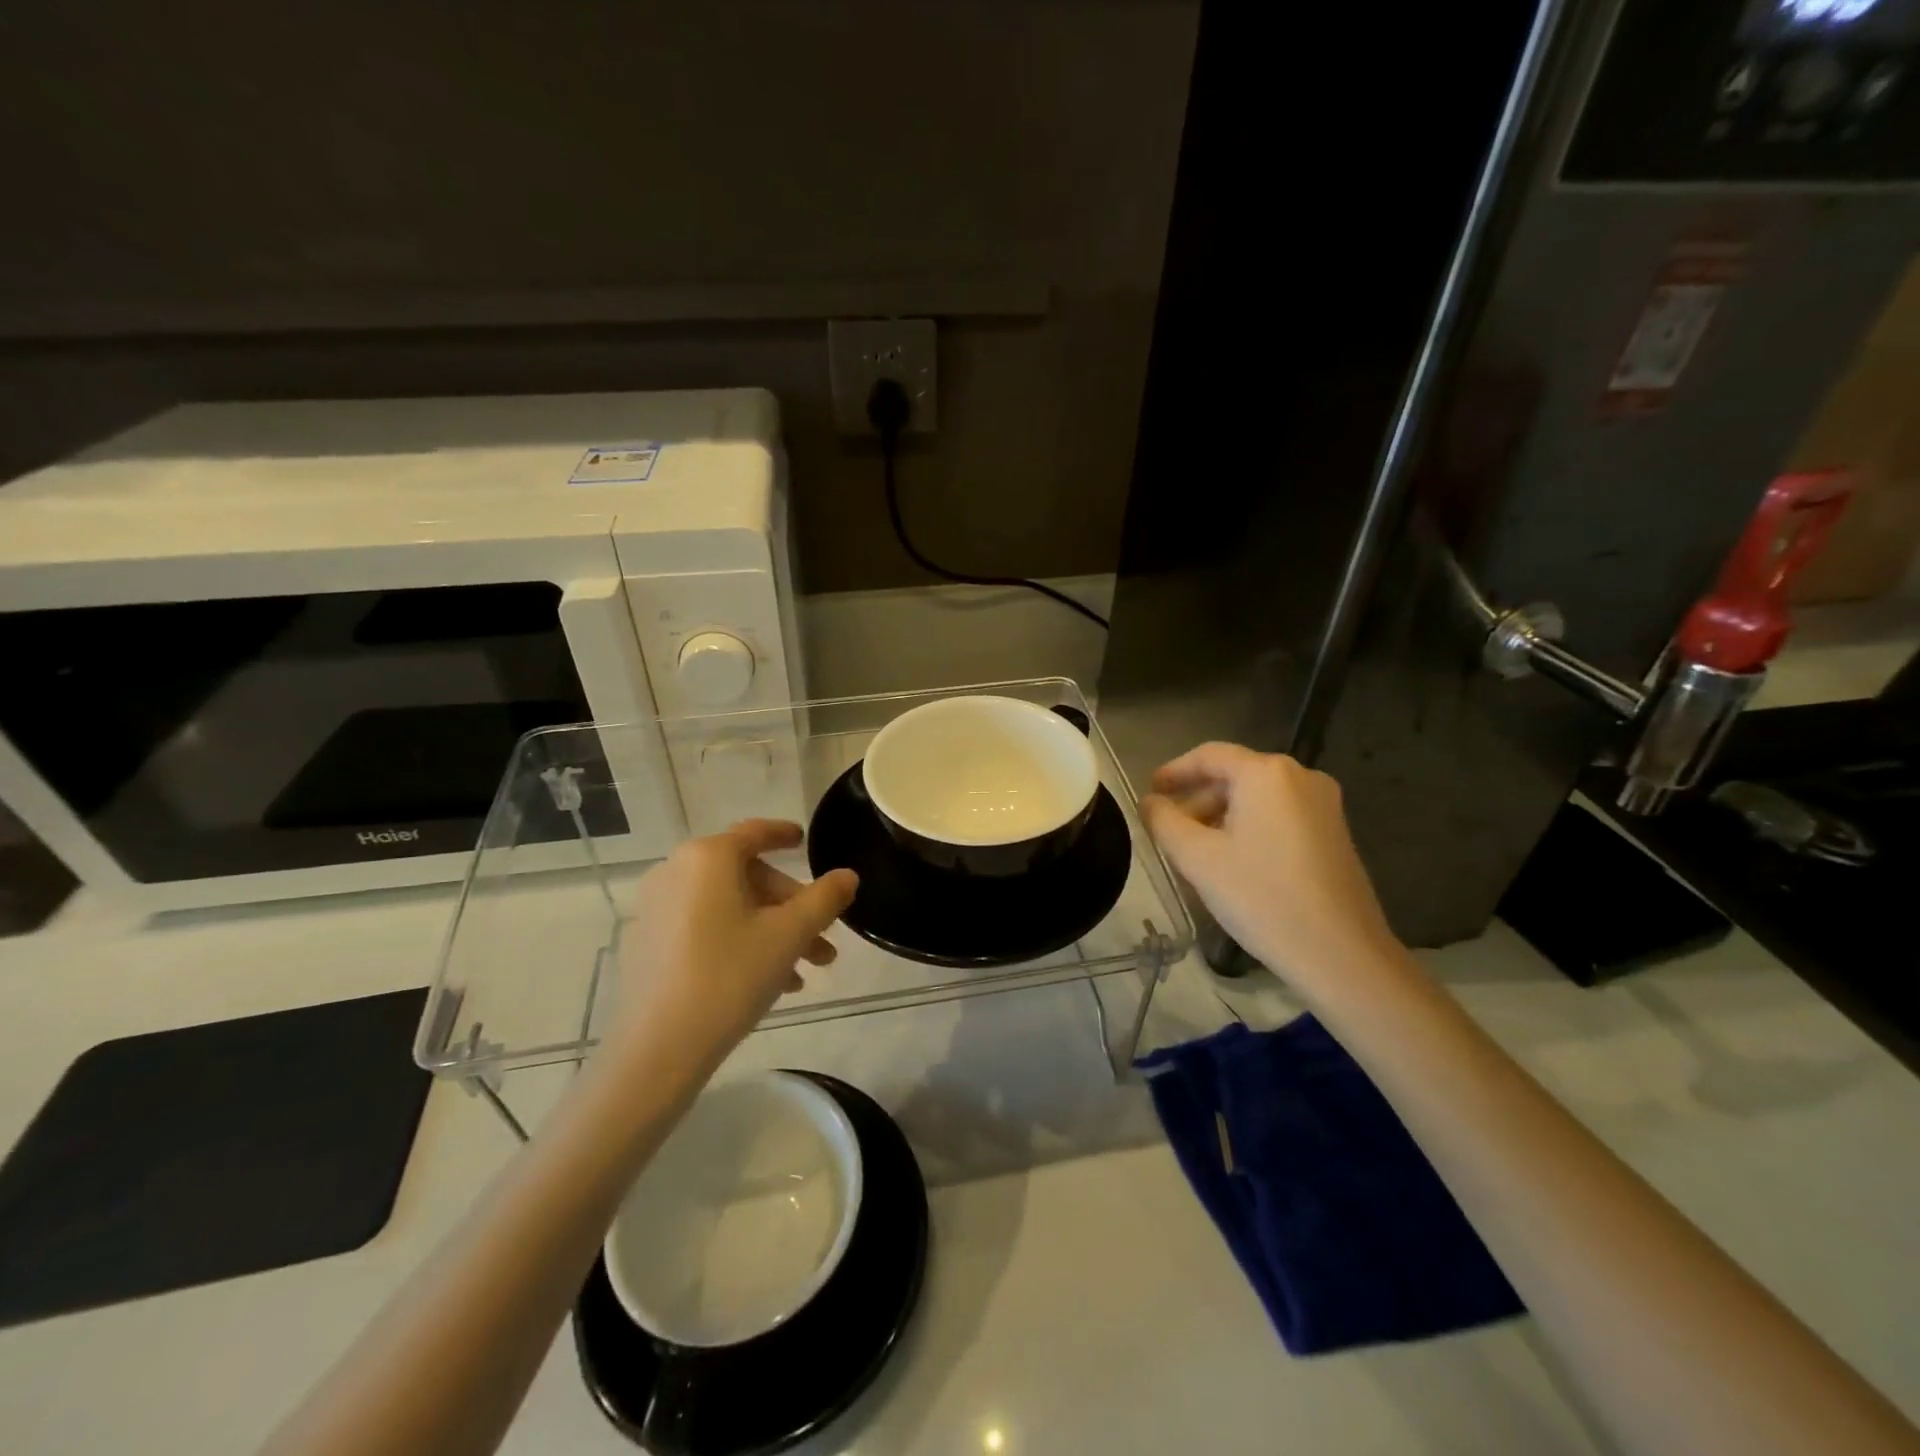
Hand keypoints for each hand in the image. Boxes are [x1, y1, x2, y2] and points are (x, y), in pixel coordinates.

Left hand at [605, 820, 858, 1076]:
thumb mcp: (790, 935)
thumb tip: (847, 876)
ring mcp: (655, 909)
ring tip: (803, 972)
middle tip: (822, 941)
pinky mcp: (646, 944)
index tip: (803, 840)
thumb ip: (824, 899)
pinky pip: (703, 928)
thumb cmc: (730, 977)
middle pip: (746, 877)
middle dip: (790, 907)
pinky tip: (766, 982)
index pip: (755, 833)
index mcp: (708, 857)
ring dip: (770, 931)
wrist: (657, 1050)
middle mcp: (675, 872)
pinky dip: (737, 942)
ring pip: (728, 907)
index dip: (783, 834)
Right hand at [1142, 743, 1407, 1003]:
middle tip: (1168, 831)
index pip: (1209, 755)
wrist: (1341, 954)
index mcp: (1267, 773)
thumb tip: (1149, 802)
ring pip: (1257, 798)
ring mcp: (1323, 804)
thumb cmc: (1262, 897)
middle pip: (1235, 775)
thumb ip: (1164, 821)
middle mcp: (1300, 776)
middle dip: (1197, 799)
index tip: (1149, 793)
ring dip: (1221, 816)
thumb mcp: (1198, 858)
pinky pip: (1279, 815)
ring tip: (1195, 852)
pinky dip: (1249, 827)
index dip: (1173, 771)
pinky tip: (1232, 862)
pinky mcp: (1334, 832)